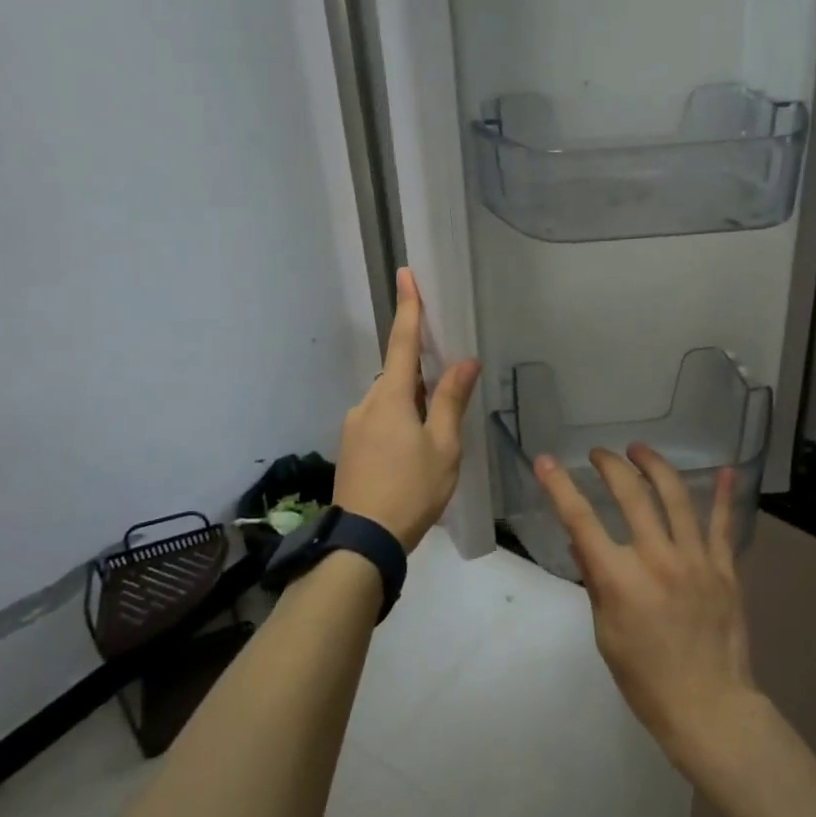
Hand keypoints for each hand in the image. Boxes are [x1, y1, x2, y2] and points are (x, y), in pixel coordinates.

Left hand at [334, 268, 480, 552]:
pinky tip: (413, 455)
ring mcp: (354, 427)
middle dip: (421, 376)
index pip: (401, 341)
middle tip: (446, 395)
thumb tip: (464, 361)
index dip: (408, 308)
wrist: (363, 541)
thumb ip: (451, 400)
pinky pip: (379, 421)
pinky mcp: (351, 448)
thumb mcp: (443, 446)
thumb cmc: (411, 490)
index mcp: (390, 397)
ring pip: (389, 402)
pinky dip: (400, 423)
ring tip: (434, 440)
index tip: (406, 275)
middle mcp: (366, 404)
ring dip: (412, 406)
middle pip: (398, 375)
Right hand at [534, 444, 761, 775]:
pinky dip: (725, 496)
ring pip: (677, 498)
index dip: (560, 487)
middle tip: (599, 454)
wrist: (709, 707)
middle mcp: (657, 559)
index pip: (581, 521)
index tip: (546, 460)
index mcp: (620, 580)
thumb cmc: (646, 679)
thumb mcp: (606, 634)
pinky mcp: (724, 569)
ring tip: (640, 450)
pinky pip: (724, 525)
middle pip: (632, 495)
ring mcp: (695, 560)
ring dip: (655, 466)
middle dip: (611, 466)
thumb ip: (596, 582)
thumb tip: (582, 544)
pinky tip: (726, 470)